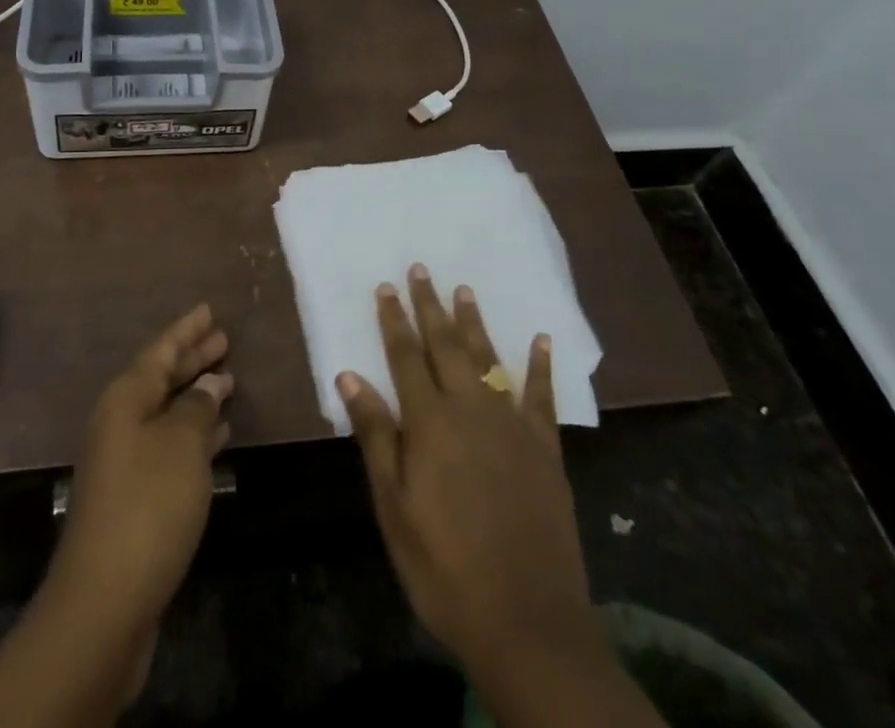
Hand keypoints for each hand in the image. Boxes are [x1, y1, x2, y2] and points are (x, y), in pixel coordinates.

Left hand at [48, 303, 233, 636]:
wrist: (105, 601)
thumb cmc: (148, 506)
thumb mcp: (182, 446)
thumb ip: (198, 408)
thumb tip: (211, 384)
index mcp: (125, 399)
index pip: (160, 351)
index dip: (186, 330)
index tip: (209, 310)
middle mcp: (120, 422)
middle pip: (161, 378)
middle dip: (192, 359)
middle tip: (224, 340)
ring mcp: (124, 461)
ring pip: (167, 413)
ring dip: (196, 396)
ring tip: (229, 381)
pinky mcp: (134, 497)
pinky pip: (169, 446)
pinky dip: (194, 434)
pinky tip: (219, 435)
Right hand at [339, 270, 662, 727]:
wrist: (528, 623)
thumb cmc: (445, 567)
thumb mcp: (394, 508)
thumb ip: (376, 436)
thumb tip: (349, 377)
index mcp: (430, 423)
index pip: (406, 357)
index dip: (394, 320)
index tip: (386, 286)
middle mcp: (471, 410)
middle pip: (446, 346)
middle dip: (430, 306)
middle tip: (421, 269)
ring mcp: (512, 426)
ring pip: (489, 359)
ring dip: (475, 323)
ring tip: (464, 289)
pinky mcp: (545, 449)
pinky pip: (542, 396)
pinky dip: (540, 366)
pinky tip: (540, 340)